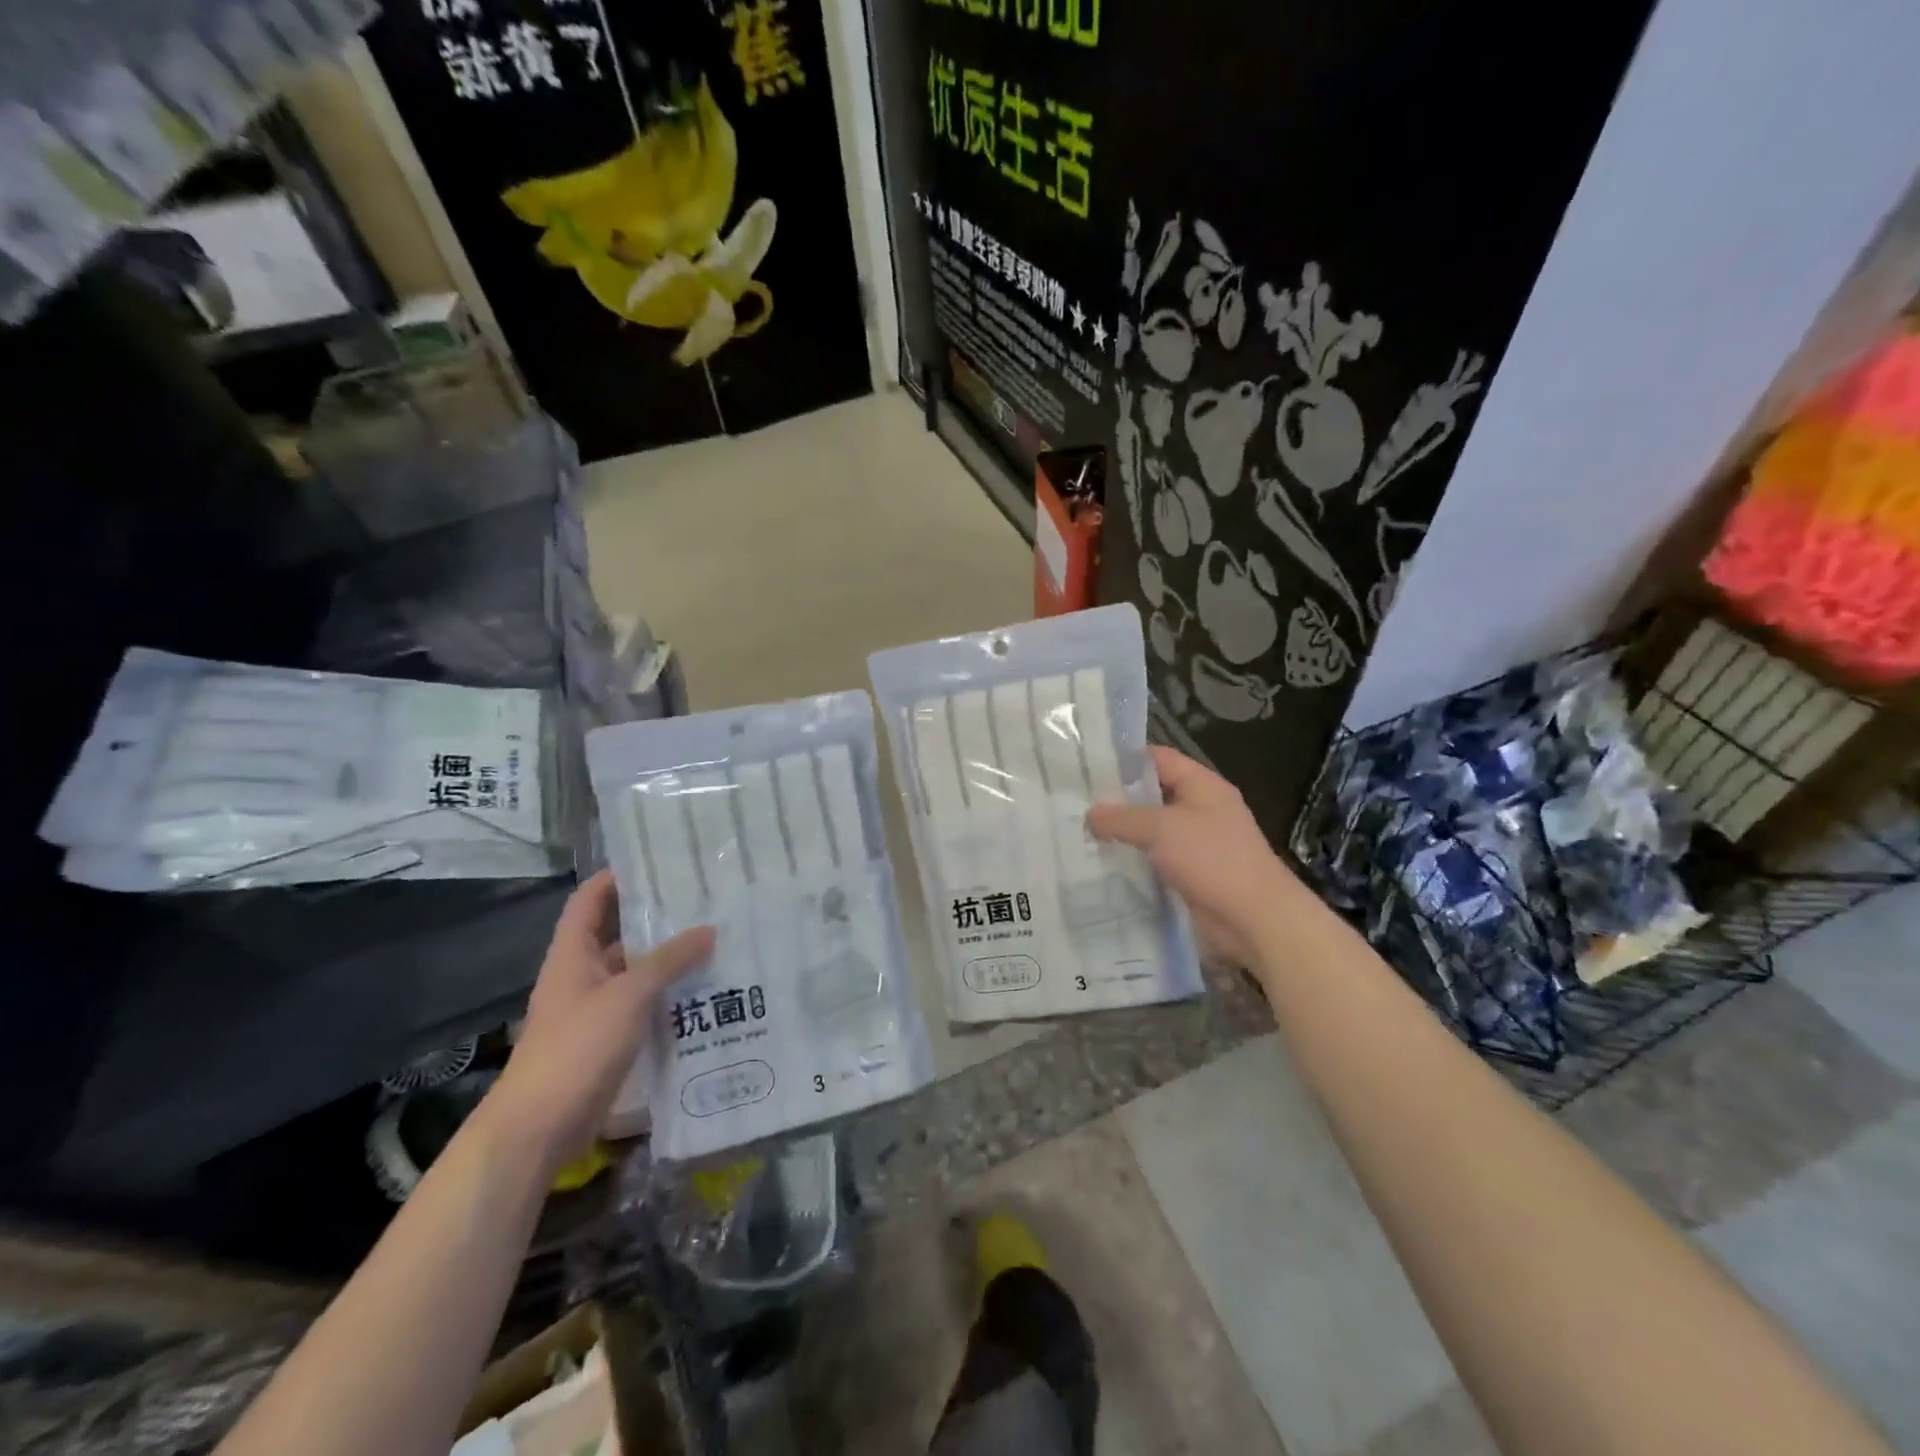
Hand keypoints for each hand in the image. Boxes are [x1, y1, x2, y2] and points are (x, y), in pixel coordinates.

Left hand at [487, 869, 713, 1165]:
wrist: (539, 1126)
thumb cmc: (577, 1047)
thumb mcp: (629, 996)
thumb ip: (669, 961)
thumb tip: (709, 929)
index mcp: (572, 953)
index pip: (590, 898)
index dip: (617, 876)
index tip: (659, 862)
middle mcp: (581, 973)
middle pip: (617, 932)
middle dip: (655, 916)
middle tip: (702, 900)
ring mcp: (593, 1007)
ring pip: (633, 969)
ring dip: (666, 957)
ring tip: (713, 939)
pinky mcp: (606, 1037)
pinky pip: (640, 1002)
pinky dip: (666, 993)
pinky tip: (702, 989)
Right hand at [1086, 746, 1301, 966]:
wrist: (1255, 920)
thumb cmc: (1212, 860)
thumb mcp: (1162, 829)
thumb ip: (1122, 818)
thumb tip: (1090, 813)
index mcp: (1202, 785)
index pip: (1158, 759)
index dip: (1124, 760)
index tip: (1086, 767)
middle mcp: (1201, 809)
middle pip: (1153, 795)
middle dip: (1117, 801)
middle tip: (1075, 804)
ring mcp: (1198, 844)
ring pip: (1152, 831)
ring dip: (1123, 835)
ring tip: (1080, 834)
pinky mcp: (1192, 875)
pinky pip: (1157, 861)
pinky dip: (1134, 862)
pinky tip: (1103, 866)